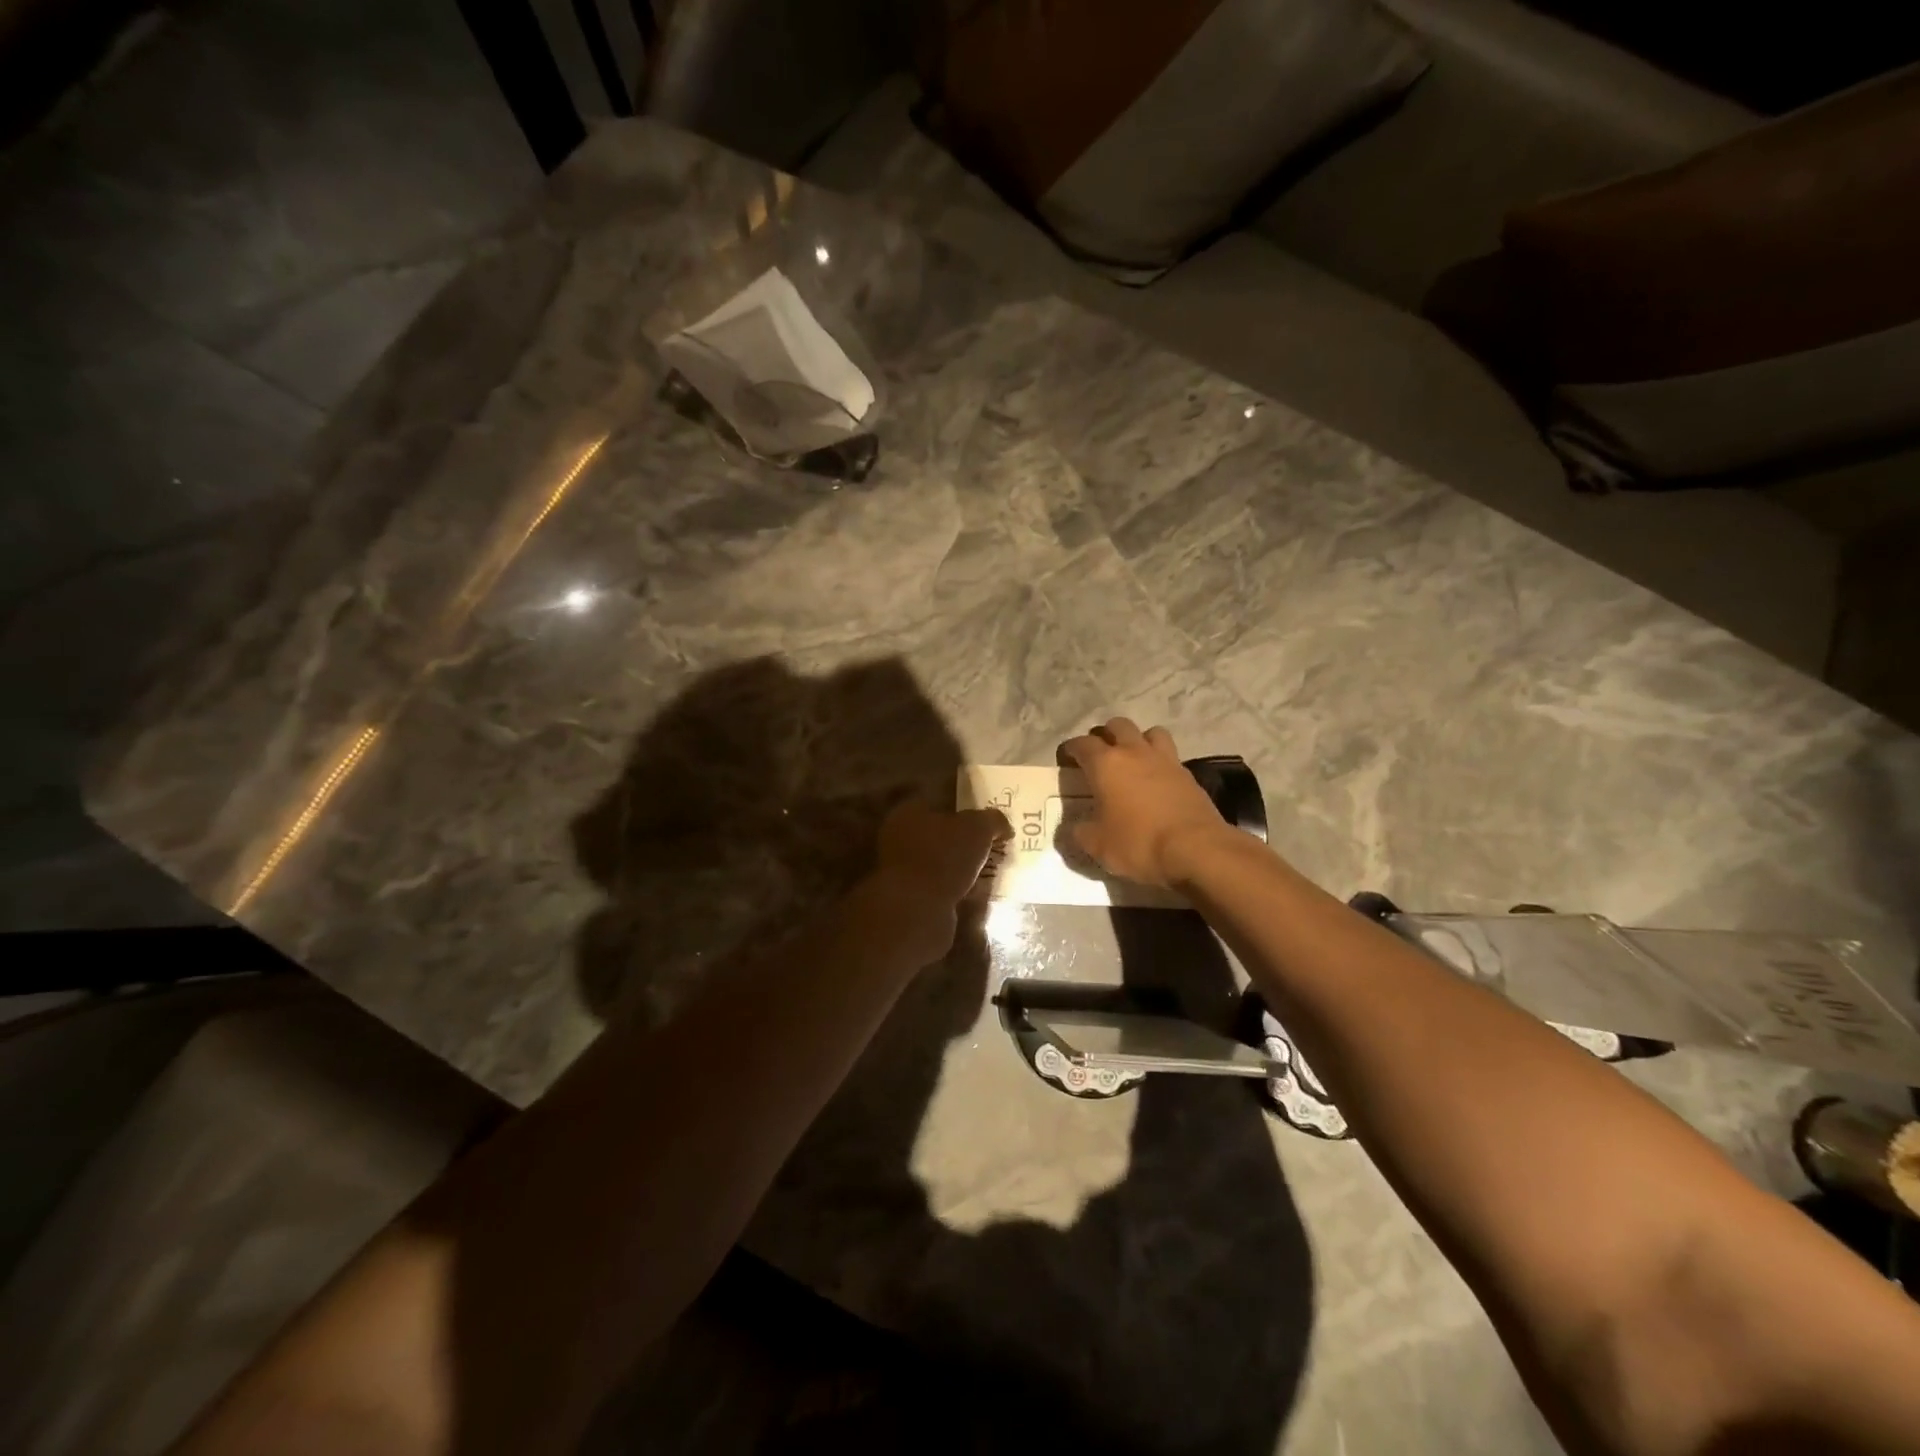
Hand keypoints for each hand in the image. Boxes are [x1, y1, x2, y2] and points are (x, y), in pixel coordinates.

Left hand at [864, 800, 1010, 962]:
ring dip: (961, 868)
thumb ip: (993, 820)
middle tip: (993, 847)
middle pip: (940, 834)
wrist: (917, 910)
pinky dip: (956, 889)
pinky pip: (939, 887)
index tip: (988, 821)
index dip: (966, 809)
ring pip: (940, 863)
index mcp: (909, 812)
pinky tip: (976, 894)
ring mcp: (901, 870)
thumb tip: (1003, 826)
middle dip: (965, 842)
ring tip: (989, 872)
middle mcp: (899, 837)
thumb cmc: (944, 856)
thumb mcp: (978, 828)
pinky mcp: (909, 898)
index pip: (940, 802)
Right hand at [1060, 719, 1230, 886]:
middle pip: (1117, 726)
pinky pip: (1170, 755)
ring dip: (1137, 740)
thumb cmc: (1138, 843)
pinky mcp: (1188, 774)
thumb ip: (1080, 832)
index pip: (1081, 744)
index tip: (1065, 759)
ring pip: (1149, 732)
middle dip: (1105, 736)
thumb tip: (1075, 828)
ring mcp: (1165, 760)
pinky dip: (1159, 761)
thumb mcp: (1097, 845)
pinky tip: (1156, 780)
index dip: (1070, 749)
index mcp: (1106, 763)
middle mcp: (1134, 752)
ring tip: (1132, 759)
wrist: (1196, 849)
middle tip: (1099, 755)